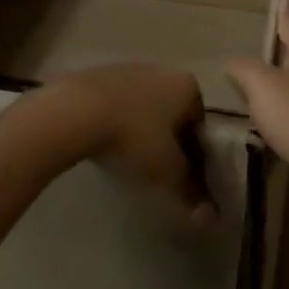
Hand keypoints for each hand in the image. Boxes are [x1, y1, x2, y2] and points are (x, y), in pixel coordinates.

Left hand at [10, 65, 215, 225]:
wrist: (76, 111)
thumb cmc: (133, 137)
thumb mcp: (167, 171)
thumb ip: (191, 193)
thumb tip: (212, 218)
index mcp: (187, 86)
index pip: (200, 126)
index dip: (195, 156)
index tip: (183, 178)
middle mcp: (162, 70)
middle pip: (173, 114)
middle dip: (168, 141)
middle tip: (157, 172)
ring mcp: (128, 69)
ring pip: (144, 107)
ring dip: (141, 131)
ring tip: (128, 160)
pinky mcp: (98, 75)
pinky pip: (117, 103)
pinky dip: (117, 122)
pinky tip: (105, 143)